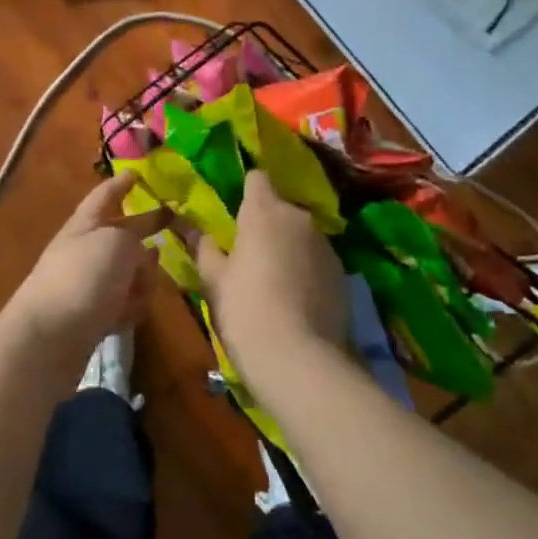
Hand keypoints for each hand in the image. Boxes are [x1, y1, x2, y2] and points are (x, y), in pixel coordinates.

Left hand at [5, 174, 165, 364]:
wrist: (48, 340)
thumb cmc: (83, 279)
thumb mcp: (117, 244)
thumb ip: (135, 241)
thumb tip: (141, 259)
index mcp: (84, 225)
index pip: (104, 196)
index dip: (121, 184)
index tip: (137, 173)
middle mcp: (84, 252)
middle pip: (120, 235)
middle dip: (144, 230)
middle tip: (172, 222)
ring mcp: (86, 287)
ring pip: (125, 272)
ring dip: (142, 277)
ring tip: (151, 284)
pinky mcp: (90, 319)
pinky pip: (120, 305)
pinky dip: (130, 307)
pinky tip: (135, 313)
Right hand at [194, 171, 349, 391]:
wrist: (300, 361)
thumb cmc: (245, 311)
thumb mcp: (213, 280)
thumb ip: (204, 248)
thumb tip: (194, 229)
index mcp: (263, 211)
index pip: (257, 178)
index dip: (246, 191)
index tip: (235, 213)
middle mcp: (299, 218)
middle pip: (279, 208)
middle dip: (266, 224)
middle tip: (248, 254)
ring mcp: (325, 244)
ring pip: (300, 234)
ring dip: (287, 247)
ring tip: (273, 281)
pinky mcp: (343, 272)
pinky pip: (317, 259)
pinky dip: (306, 269)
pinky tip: (295, 299)